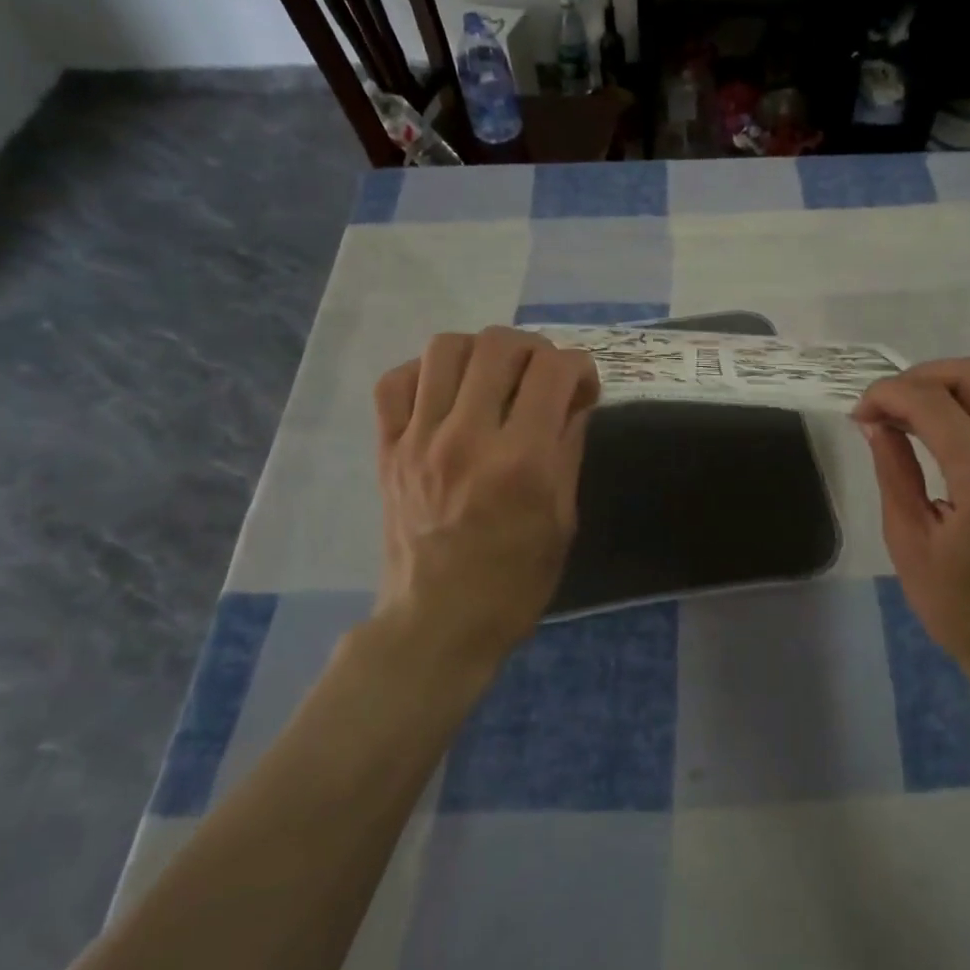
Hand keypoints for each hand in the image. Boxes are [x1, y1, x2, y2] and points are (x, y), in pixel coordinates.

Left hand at [373, 328, 599, 670]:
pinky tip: (445, 394)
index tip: (582, 388)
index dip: (579, 366)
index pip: (554, 370)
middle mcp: (468, 438)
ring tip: (493, 377)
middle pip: (499, 345)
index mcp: (522, 461)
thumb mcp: (563, 518)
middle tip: (541, 376)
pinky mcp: (387, 450)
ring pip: (445, 349)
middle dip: (534, 349)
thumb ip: (568, 447)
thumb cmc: (515, 581)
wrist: (438, 624)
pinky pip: (394, 382)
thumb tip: (573, 398)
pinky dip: (423, 373)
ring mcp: (419, 440)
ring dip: (480, 352)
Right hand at [853, 358, 969, 671]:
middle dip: (925, 376)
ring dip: (957, 377)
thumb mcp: (908, 538)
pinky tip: (953, 420)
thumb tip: (874, 421)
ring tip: (920, 406)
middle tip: (890, 405)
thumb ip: (893, 470)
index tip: (860, 412)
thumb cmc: (958, 604)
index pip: (935, 405)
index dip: (889, 394)